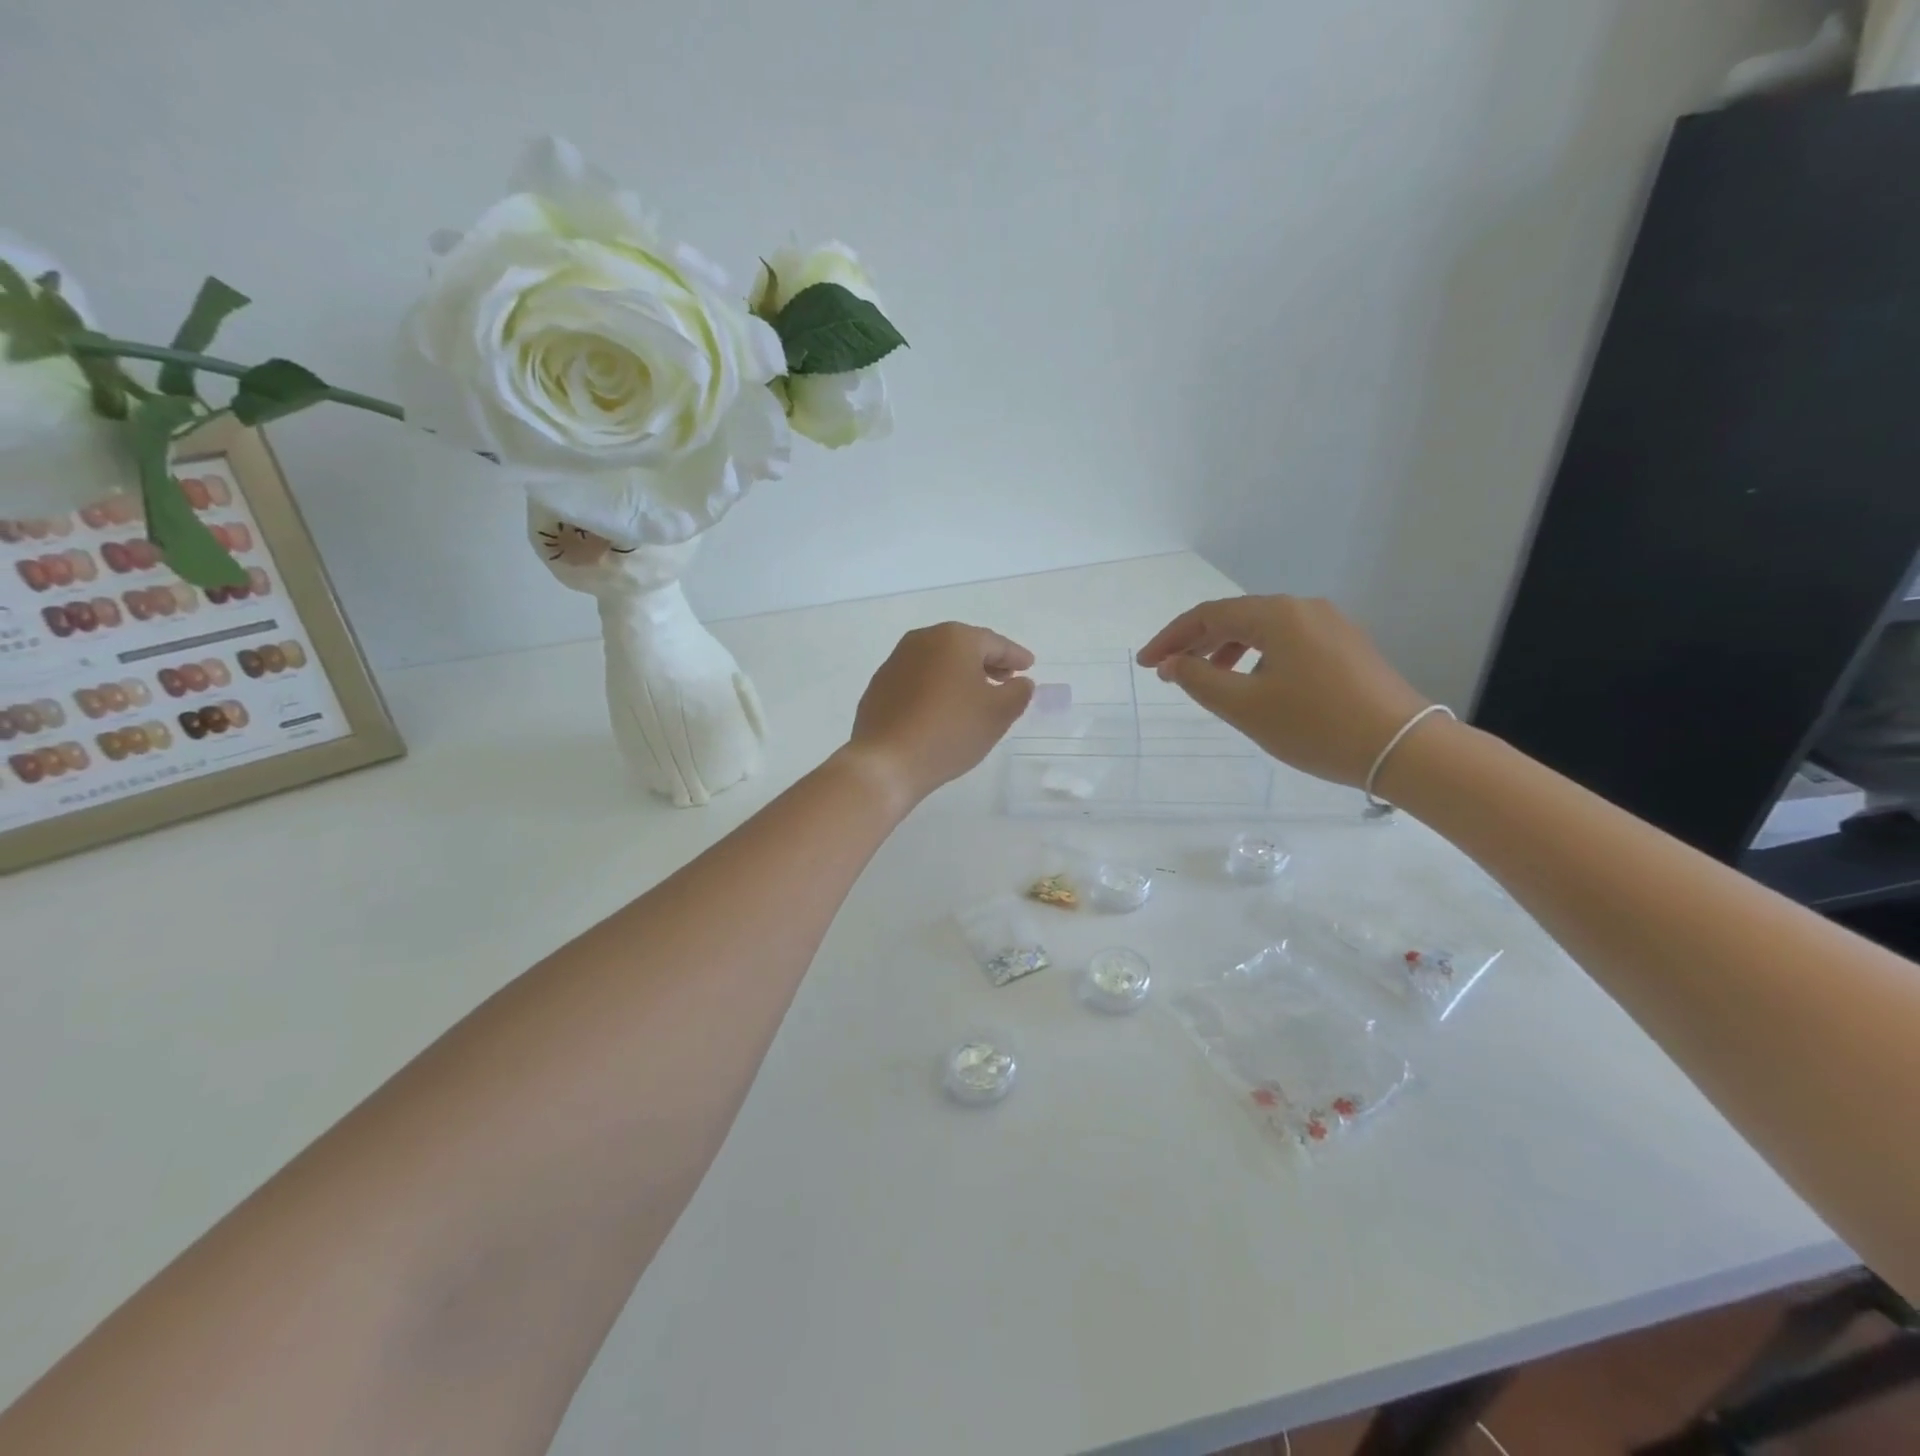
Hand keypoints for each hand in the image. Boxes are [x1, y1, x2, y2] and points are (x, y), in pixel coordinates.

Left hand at [843, 623, 1035, 806]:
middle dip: (988, 662)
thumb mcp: (998, 714)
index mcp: (954, 638)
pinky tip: (943, 709)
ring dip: (960, 675)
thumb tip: (1020, 682)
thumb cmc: (949, 731)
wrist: (886, 761)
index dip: (1015, 655)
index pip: (994, 643)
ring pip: (939, 662)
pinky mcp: (880, 685)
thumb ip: (1018, 692)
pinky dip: (936, 687)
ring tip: (976, 696)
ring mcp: (896, 661)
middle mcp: (922, 640)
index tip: (1029, 666)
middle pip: (964, 647)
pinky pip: (919, 679)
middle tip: (1006, 678)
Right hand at [1137, 595, 1429, 787]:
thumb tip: (1172, 663)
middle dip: (1197, 642)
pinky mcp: (1347, 647)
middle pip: (1236, 617)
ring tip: (1207, 679)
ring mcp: (1331, 625)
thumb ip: (1199, 680)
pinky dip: (1257, 657)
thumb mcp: (1245, 706)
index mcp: (1277, 615)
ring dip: (1227, 650)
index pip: (1208, 615)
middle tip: (1169, 671)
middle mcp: (1304, 608)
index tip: (1146, 664)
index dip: (1171, 638)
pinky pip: (1288, 642)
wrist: (1403, 748)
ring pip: (1263, 630)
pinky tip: (1254, 684)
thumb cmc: (1315, 725)